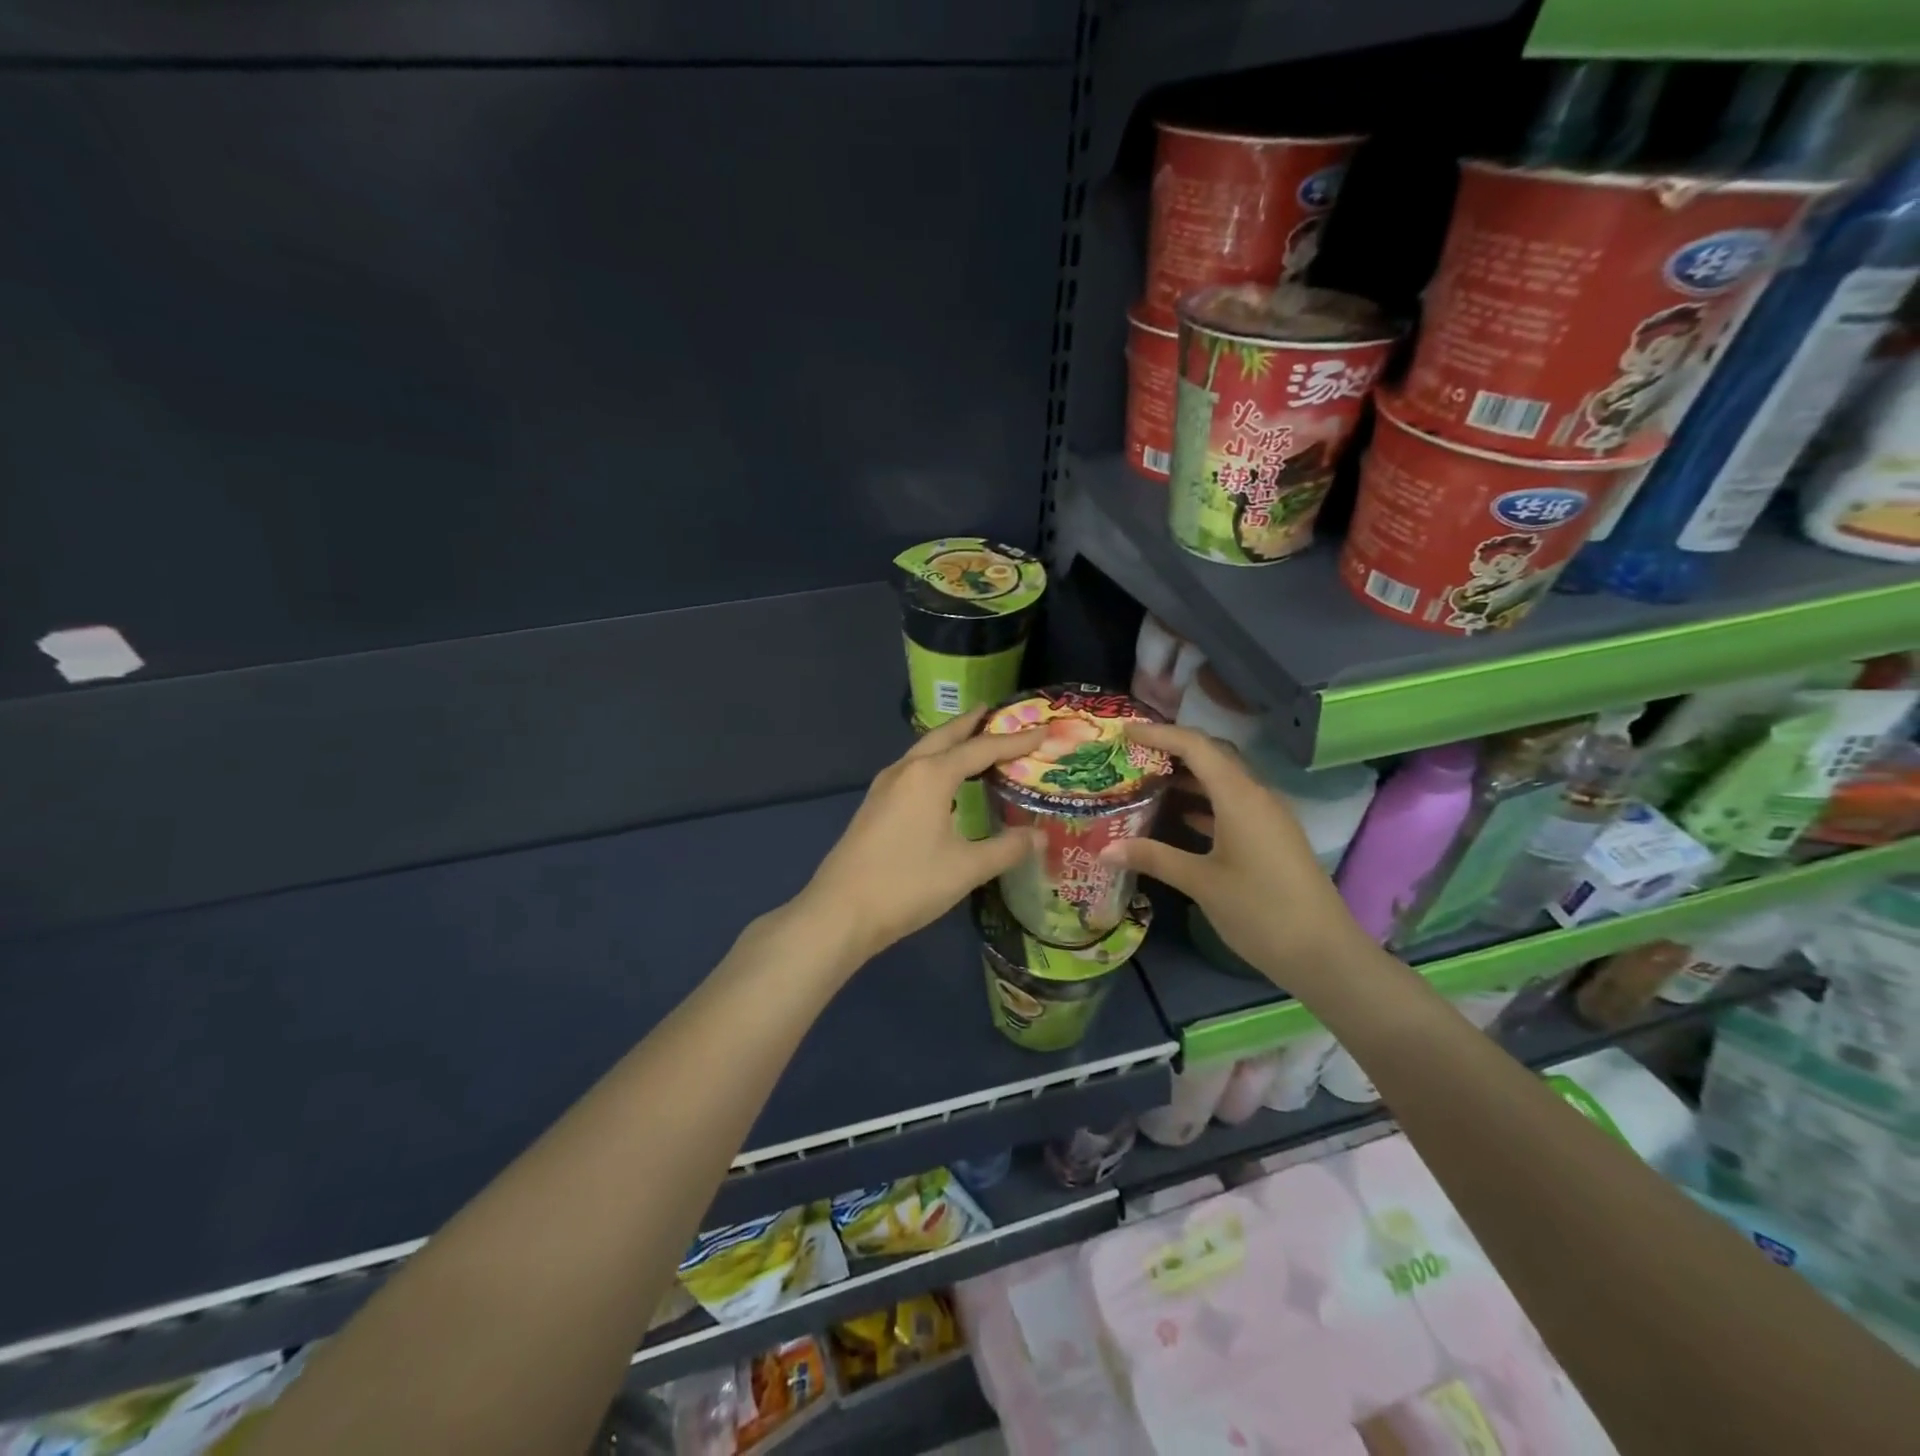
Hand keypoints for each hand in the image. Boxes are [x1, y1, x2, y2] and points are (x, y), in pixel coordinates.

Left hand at [797, 708, 1045, 966]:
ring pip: (923, 751)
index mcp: (931, 775)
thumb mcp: (966, 868)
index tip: (1041, 732)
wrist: (841, 911)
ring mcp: (885, 786)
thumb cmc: (908, 884)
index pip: (981, 748)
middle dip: (972, 723)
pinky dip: (934, 762)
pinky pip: (912, 769)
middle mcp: (906, 770)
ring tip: (972, 741)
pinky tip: (941, 782)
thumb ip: (1006, 848)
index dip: (1014, 741)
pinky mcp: (874, 804)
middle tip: (996, 712)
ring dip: (949, 742)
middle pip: (945, 736)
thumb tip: (1039, 836)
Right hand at [1098, 722, 1365, 987]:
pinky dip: (1204, 801)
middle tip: (1132, 754)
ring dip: (1188, 776)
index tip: (1124, 731)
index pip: (1195, 746)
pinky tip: (1178, 816)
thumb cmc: (1260, 911)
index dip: (1159, 733)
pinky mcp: (1272, 836)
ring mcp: (1268, 816)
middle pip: (1212, 756)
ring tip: (1147, 780)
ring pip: (1223, 780)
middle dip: (1172, 749)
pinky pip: (1232, 803)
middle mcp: (1256, 795)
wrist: (1324, 953)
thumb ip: (1154, 858)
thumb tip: (1105, 849)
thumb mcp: (1201, 883)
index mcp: (1239, 796)